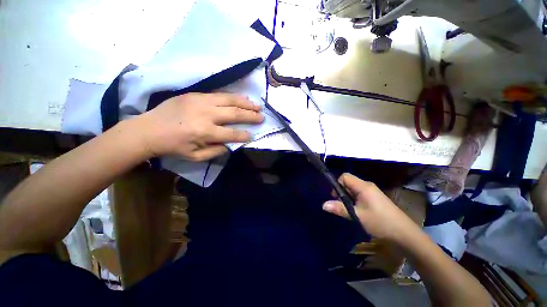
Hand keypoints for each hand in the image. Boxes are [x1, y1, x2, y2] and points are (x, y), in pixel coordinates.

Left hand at [132, 93, 263, 161]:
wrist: (148, 129)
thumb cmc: (173, 146)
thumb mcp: (195, 157)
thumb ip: (216, 151)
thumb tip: (232, 144)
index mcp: (205, 132)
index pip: (233, 133)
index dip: (245, 135)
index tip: (253, 135)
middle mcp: (206, 115)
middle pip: (235, 114)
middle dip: (251, 116)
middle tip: (262, 117)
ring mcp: (201, 102)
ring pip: (230, 100)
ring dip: (246, 103)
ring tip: (257, 105)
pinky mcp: (196, 95)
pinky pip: (219, 94)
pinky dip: (233, 97)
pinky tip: (242, 98)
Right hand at [322, 173, 419, 241]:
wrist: (404, 234)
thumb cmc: (380, 222)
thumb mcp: (357, 216)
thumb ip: (340, 208)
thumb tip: (323, 205)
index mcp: (363, 186)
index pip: (344, 176)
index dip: (337, 184)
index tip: (336, 197)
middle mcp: (367, 186)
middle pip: (348, 182)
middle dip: (342, 192)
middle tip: (341, 205)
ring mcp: (372, 192)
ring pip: (353, 189)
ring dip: (348, 198)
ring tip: (349, 210)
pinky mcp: (375, 199)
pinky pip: (359, 195)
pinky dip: (354, 201)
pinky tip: (357, 211)